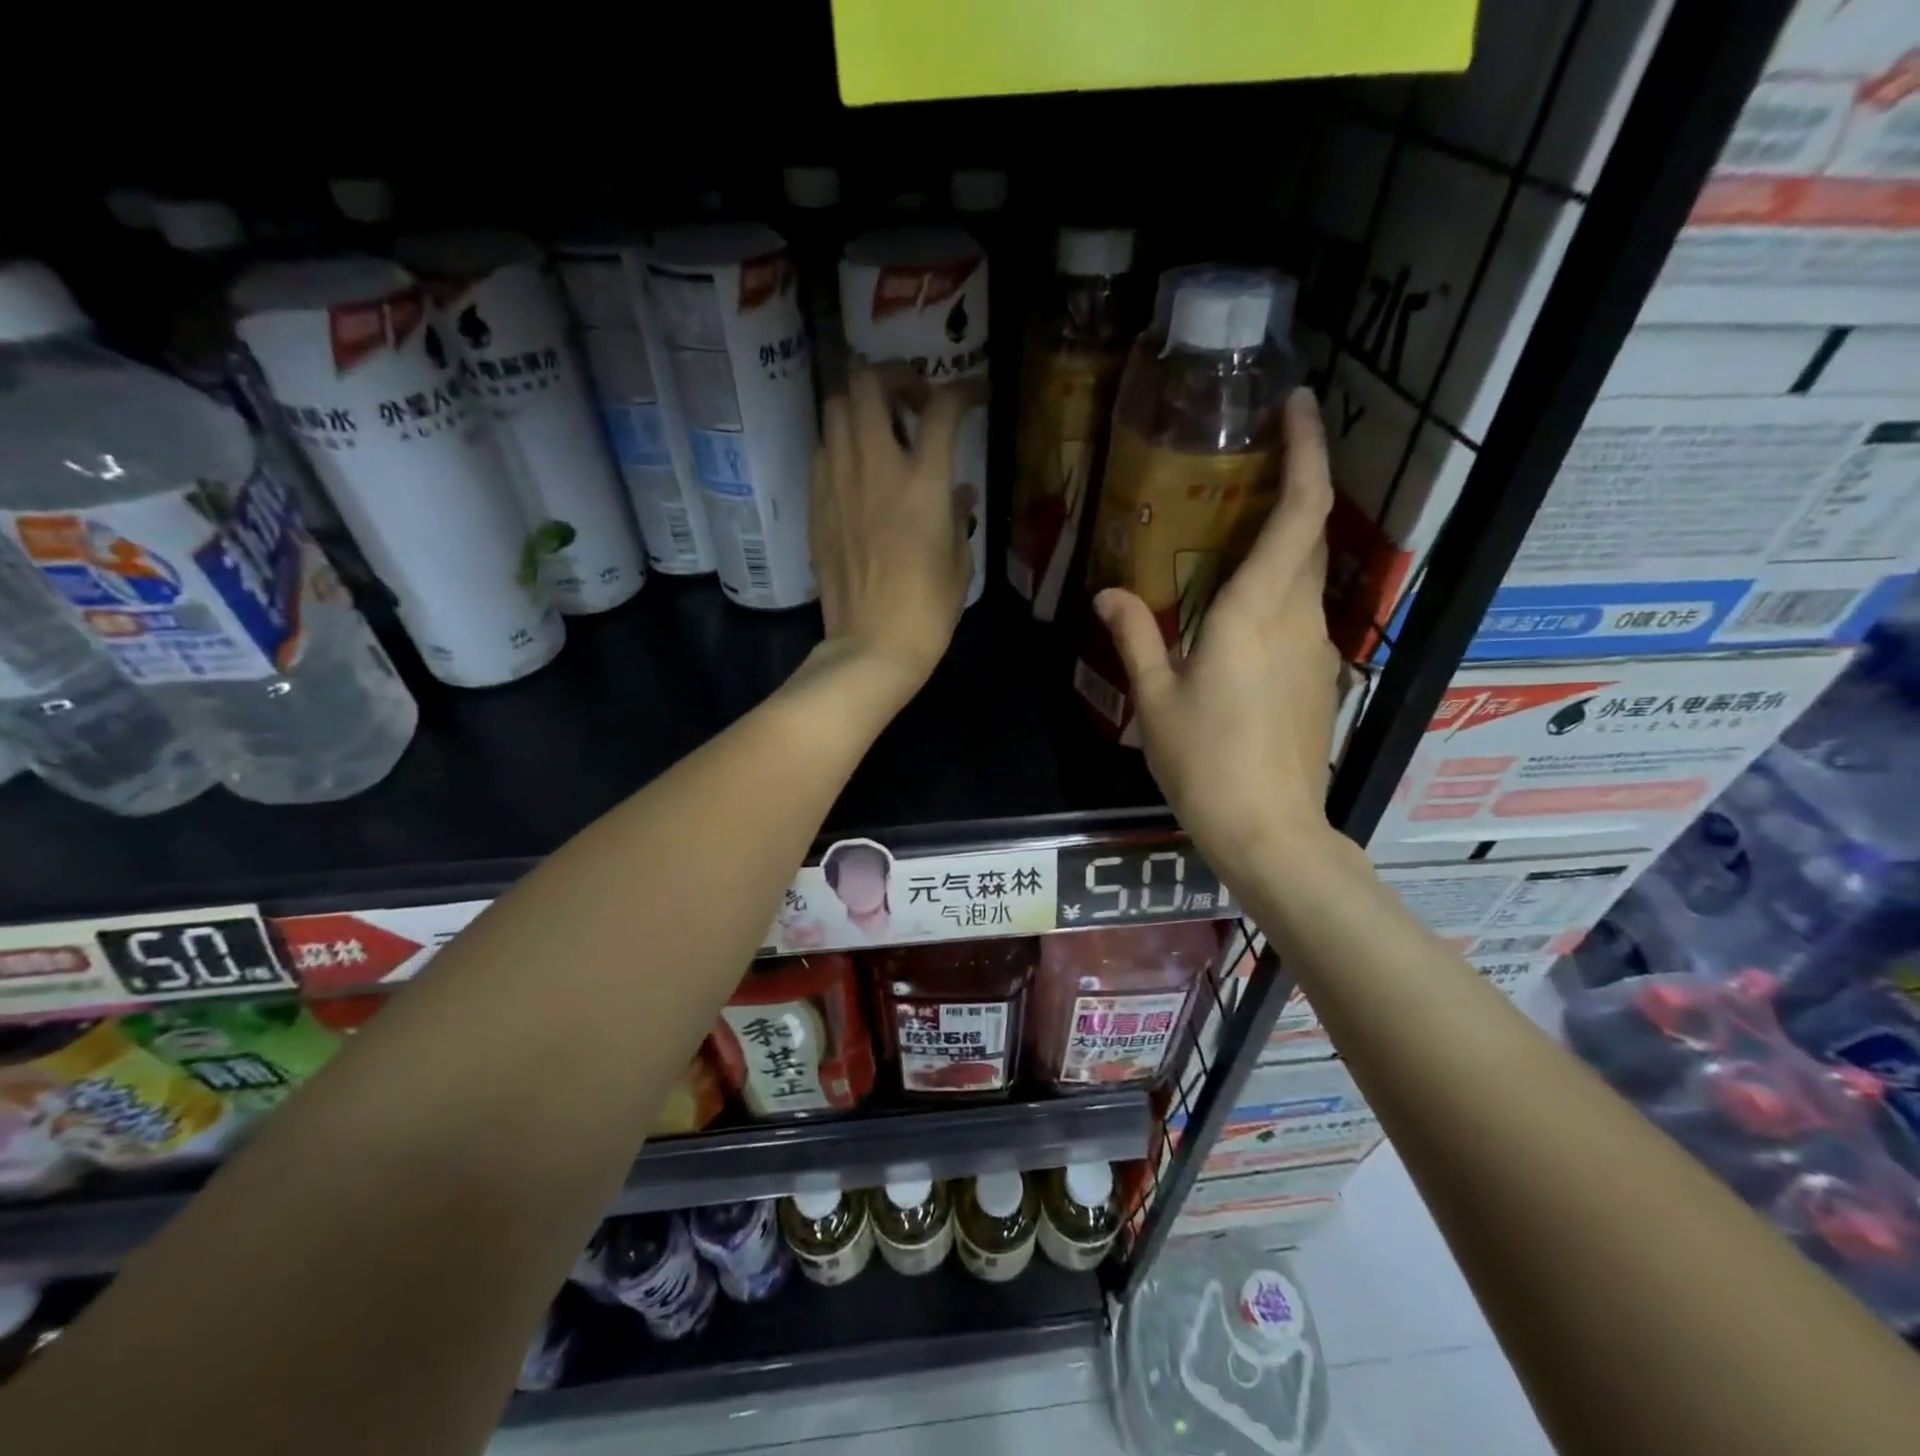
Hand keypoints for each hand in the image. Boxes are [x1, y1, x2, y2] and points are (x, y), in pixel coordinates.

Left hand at [810, 367, 978, 699]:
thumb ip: (959, 516)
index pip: (942, 407)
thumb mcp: (959, 562)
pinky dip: (841, 443)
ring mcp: (838, 484)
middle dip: (894, 375)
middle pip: (868, 383)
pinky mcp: (817, 505)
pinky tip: (857, 468)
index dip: (963, 389)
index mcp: (923, 484)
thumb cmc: (927, 611)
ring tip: (880, 427)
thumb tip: (959, 492)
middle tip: (912, 399)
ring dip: (860, 404)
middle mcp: (876, 469)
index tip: (975, 394)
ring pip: (834, 407)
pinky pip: (822, 451)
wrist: (871, 646)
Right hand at [1094, 388, 1342, 876]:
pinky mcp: (1318, 677)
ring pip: (1308, 574)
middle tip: (1252, 462)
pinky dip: (1279, 589)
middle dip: (1295, 484)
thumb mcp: (1155, 699)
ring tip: (1234, 534)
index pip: (1300, 512)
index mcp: (1257, 612)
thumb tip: (1107, 594)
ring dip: (1284, 541)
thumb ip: (1135, 636)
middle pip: (1311, 534)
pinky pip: (1301, 613)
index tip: (1298, 405)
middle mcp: (1298, 618)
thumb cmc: (1205, 762)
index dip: (1306, 452)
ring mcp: (1316, 649)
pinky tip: (1238, 611)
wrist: (1270, 830)